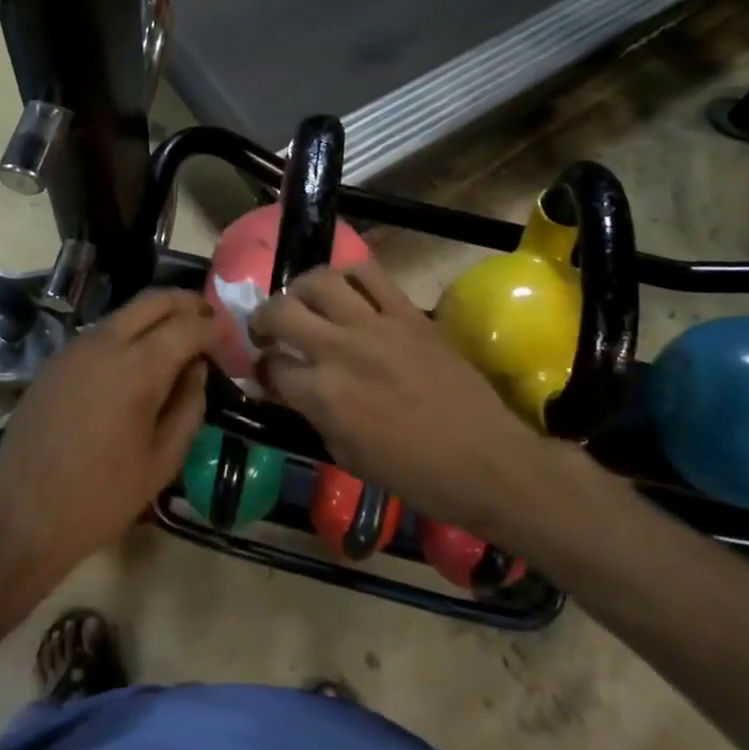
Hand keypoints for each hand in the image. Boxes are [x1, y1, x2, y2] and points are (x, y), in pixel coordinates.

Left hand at [0, 290, 216, 589]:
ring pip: (124, 314)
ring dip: (156, 317)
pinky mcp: (54, 363)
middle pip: (154, 301)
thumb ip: (188, 406)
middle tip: (211, 321)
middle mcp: (104, 343)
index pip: (188, 325)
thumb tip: (197, 369)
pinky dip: (128, 334)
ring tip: (179, 340)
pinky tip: (138, 362)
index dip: (216, 327)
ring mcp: (74, 349)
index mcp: (137, 367)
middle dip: (188, 304)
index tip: (232, 338)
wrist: (19, 518)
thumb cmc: (101, 498)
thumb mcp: (162, 460)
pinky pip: (101, 333)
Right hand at [249, 259, 559, 539]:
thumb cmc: (415, 474)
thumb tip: (291, 387)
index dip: (262, 369)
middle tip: (268, 330)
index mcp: (323, 395)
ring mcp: (376, 325)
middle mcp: (341, 350)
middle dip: (263, 319)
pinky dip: (348, 275)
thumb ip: (313, 413)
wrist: (486, 461)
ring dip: (300, 289)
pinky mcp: (408, 313)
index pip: (272, 366)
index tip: (266, 371)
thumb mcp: (348, 455)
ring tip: (303, 301)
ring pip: (320, 280)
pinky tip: (345, 290)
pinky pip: (370, 274)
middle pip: (282, 312)